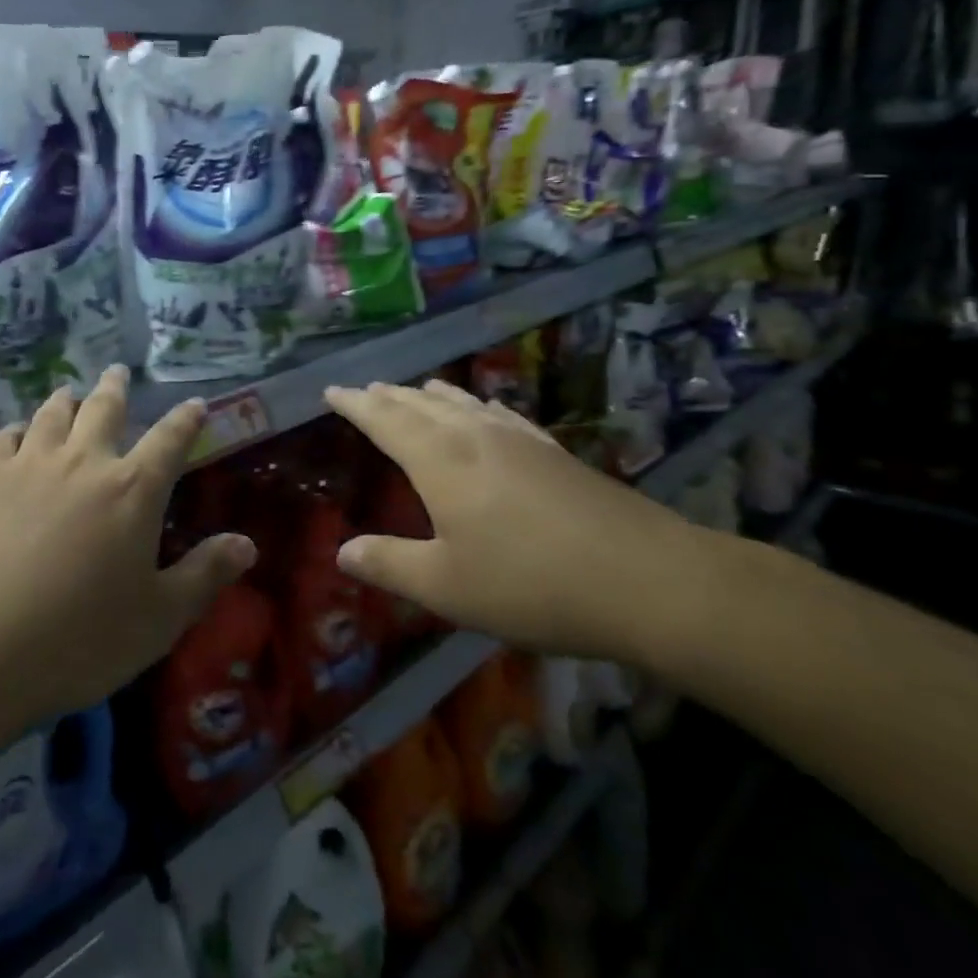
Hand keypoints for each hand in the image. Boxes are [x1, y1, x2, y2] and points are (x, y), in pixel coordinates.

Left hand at [0, 366, 255, 733]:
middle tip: (118, 372)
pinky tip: (15, 433)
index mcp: (133, 490)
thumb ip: (204, 575)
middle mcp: (84, 461)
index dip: (187, 419)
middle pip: (104, 409)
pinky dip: (16, 429)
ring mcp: (29, 464)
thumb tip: (248, 543)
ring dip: (66, 398)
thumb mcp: (158, 619)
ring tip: (70, 390)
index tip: (196, 403)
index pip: (171, 439)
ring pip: (52, 413)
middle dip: (116, 388)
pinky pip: (3, 437)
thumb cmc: (78, 640)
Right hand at [324, 379, 706, 661]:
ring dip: (430, 395)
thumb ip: (389, 565)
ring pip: (462, 403)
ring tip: (414, 390)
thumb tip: (342, 550)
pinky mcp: (553, 451)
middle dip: (389, 396)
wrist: (646, 579)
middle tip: (366, 390)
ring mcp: (519, 439)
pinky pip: (500, 414)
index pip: (385, 420)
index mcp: (440, 461)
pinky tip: (485, 411)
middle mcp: (474, 437)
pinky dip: (477, 406)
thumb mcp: (446, 587)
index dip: (356, 404)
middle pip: (421, 404)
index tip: (332, 390)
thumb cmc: (530, 584)